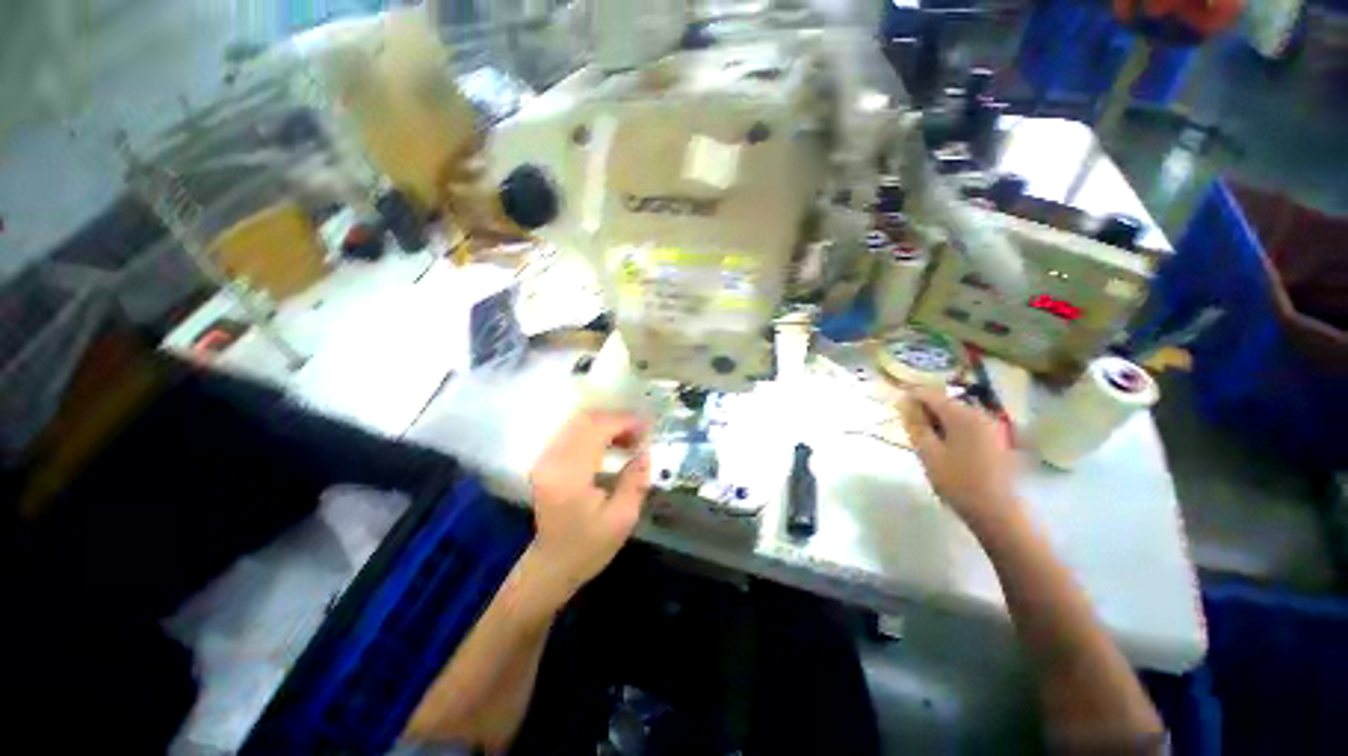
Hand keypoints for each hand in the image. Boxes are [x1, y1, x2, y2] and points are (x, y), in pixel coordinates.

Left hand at [527, 409, 650, 604]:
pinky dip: (596, 430)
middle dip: (618, 419)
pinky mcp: (546, 460)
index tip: (648, 426)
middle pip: (586, 419)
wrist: (553, 565)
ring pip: (579, 422)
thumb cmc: (589, 547)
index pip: (597, 429)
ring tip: (631, 438)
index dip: (625, 421)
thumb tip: (646, 451)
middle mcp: (552, 460)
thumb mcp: (623, 518)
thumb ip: (635, 480)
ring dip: (607, 423)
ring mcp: (545, 458)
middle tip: (642, 432)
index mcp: (569, 475)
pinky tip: (613, 442)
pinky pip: (573, 431)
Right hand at [902, 387, 1019, 533]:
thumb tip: (904, 403)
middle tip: (910, 429)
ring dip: (938, 422)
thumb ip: (915, 424)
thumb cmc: (958, 482)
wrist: (998, 512)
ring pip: (956, 415)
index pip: (930, 394)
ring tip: (926, 441)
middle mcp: (980, 414)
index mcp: (962, 415)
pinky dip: (952, 430)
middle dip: (925, 411)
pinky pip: (968, 426)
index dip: (910, 398)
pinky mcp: (997, 440)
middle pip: (945, 403)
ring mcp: (992, 427)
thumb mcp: (928, 453)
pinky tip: (946, 449)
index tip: (896, 409)